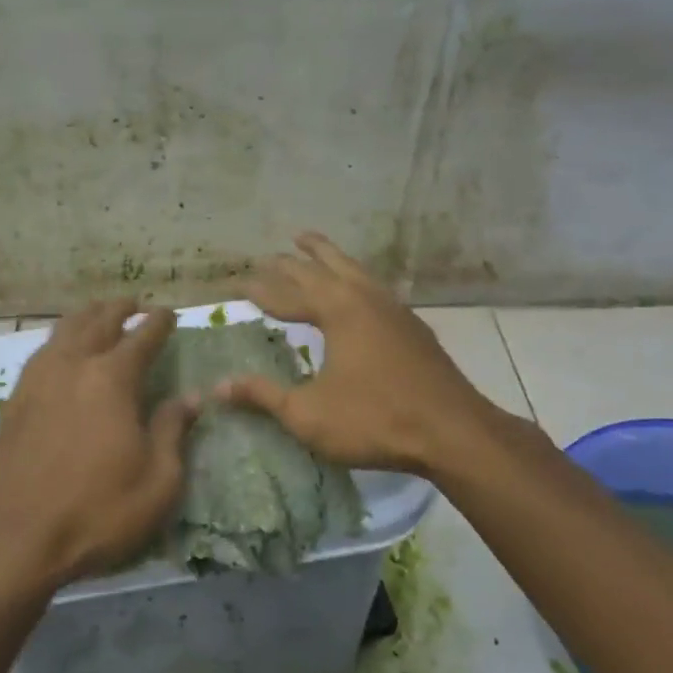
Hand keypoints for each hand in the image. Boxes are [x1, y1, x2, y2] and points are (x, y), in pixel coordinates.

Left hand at [0, 300, 195, 587]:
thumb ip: (173, 431)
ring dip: (86, 316)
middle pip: (98, 321)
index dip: (158, 322)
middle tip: (135, 304)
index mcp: (111, 380)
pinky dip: (58, 339)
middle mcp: (73, 366)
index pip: (141, 337)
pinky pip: (41, 352)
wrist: (15, 539)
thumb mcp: (157, 482)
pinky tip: (61, 349)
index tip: (169, 312)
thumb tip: (191, 397)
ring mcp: (38, 380)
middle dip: (120, 308)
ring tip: (99, 314)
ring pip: (64, 330)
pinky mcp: (14, 399)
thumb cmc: (96, 512)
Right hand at [216, 232, 517, 475]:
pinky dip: (353, 277)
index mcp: (337, 311)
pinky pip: (373, 287)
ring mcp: (393, 309)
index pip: (289, 294)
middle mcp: (364, 298)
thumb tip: (219, 386)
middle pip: (321, 269)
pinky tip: (356, 289)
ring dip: (326, 255)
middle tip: (269, 255)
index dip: (262, 290)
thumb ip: (263, 396)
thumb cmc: (375, 420)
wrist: (454, 432)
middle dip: (291, 263)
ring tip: (309, 241)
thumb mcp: (308, 414)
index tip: (240, 283)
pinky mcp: (412, 326)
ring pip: (353, 269)